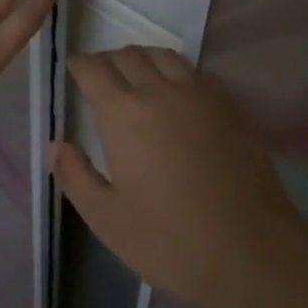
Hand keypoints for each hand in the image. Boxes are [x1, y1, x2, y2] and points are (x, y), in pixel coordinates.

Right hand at [51, 47, 306, 307]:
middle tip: (101, 77)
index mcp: (122, 113)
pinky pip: (195, 71)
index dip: (79, 66)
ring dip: (142, 58)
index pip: (92, 69)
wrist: (253, 253)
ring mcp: (197, 94)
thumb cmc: (171, 241)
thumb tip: (54, 144)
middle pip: (126, 55)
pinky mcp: (228, 105)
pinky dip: (177, 71)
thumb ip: (75, 176)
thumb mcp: (108, 220)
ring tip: (137, 76)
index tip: (73, 72)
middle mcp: (157, 90)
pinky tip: (178, 92)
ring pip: (162, 55)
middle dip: (107, 60)